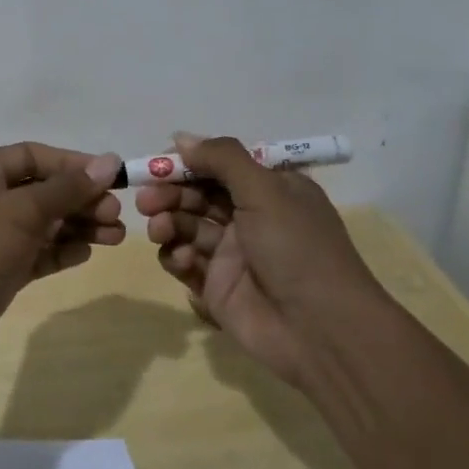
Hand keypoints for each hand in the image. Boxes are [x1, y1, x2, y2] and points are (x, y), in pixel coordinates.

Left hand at [0, 143, 124, 371]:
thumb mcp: (23, 210)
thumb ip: (68, 188)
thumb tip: (109, 161)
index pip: (34, 156)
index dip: (74, 165)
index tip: (113, 176)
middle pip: (42, 190)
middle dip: (81, 200)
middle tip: (116, 215)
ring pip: (42, 223)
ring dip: (78, 227)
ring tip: (116, 237)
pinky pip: (35, 252)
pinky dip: (60, 251)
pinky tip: (87, 252)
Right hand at [138, 133, 376, 387]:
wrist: (320, 330)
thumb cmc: (296, 248)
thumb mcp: (266, 190)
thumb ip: (222, 159)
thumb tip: (181, 138)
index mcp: (270, 189)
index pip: (221, 164)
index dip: (188, 162)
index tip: (158, 163)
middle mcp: (250, 216)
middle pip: (198, 194)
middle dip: (170, 193)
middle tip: (147, 200)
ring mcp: (232, 253)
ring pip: (186, 226)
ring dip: (168, 222)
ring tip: (159, 229)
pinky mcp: (216, 286)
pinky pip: (185, 262)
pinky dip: (175, 256)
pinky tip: (180, 260)